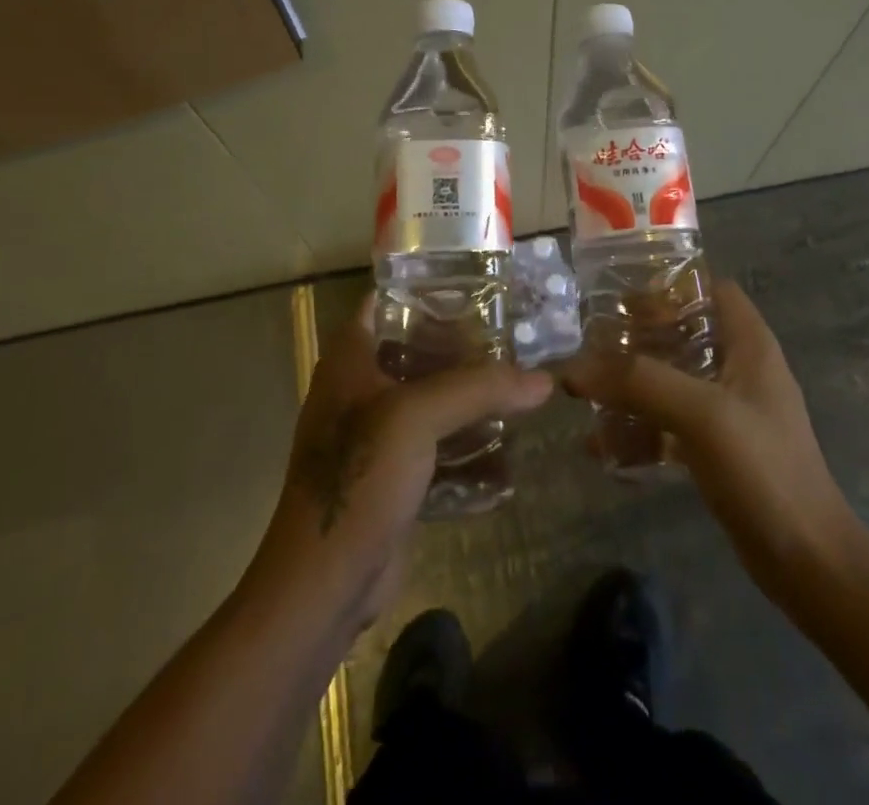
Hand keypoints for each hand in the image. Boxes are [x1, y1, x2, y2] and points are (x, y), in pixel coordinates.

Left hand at [250, 292, 553, 628]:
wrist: (325, 583)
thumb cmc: (359, 478)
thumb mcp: (417, 417)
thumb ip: (480, 389)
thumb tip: (544, 379)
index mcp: (350, 359)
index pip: (386, 302)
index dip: (427, 290)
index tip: (478, 286)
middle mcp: (360, 389)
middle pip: (417, 350)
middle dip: (464, 346)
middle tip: (515, 337)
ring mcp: (376, 435)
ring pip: (432, 400)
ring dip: (470, 398)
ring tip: (520, 385)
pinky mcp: (394, 475)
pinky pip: (438, 446)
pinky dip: (468, 444)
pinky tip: (508, 445)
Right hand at [560, 280, 865, 601]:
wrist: (808, 563)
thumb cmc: (764, 470)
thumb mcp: (701, 414)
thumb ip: (639, 382)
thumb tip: (573, 367)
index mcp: (749, 344)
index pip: (711, 289)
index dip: (670, 287)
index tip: (622, 300)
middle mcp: (740, 369)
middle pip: (682, 333)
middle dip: (636, 338)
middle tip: (590, 345)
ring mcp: (728, 410)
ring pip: (670, 379)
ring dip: (630, 385)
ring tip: (584, 393)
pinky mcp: (717, 448)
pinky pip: (668, 423)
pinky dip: (638, 428)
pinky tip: (601, 445)